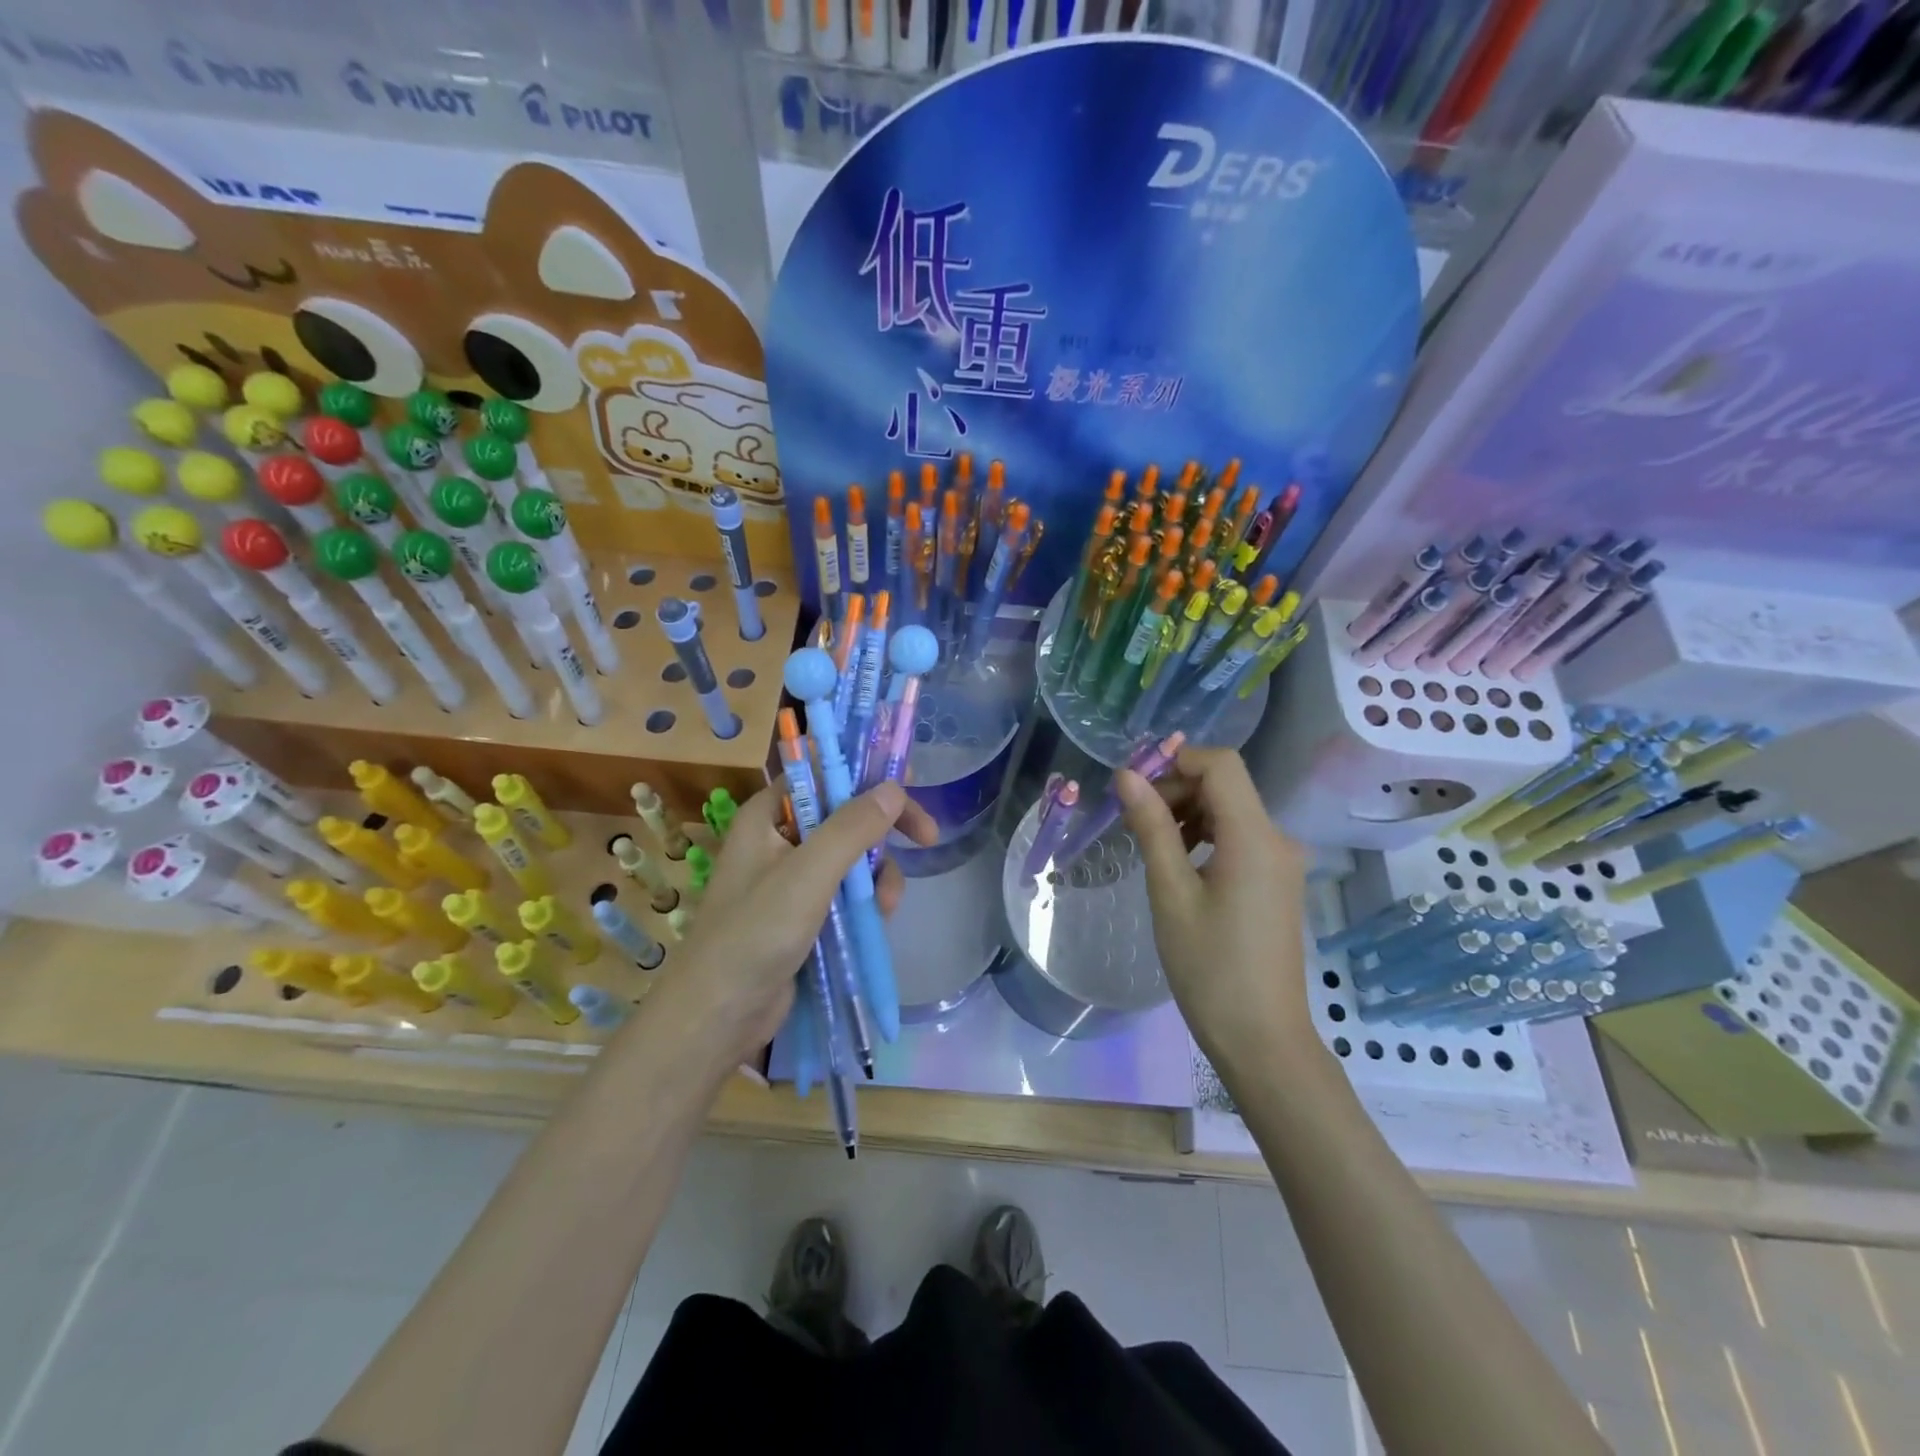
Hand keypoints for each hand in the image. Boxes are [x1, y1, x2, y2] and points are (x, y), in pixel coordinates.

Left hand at [660, 781, 936, 1065]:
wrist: (719, 1016)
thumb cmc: (755, 933)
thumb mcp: (808, 874)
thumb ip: (852, 828)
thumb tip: (894, 788)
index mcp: (766, 818)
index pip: (820, 776)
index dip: (863, 773)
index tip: (907, 781)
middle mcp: (778, 841)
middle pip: (844, 816)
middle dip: (883, 830)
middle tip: (927, 836)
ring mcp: (792, 881)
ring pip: (852, 857)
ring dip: (878, 874)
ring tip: (888, 904)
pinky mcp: (804, 915)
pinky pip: (846, 893)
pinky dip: (867, 901)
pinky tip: (878, 919)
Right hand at [1115, 747, 1314, 1066]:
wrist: (1261, 1038)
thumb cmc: (1209, 967)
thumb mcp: (1170, 893)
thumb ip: (1152, 827)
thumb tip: (1126, 776)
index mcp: (1255, 837)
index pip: (1221, 765)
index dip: (1176, 761)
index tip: (1133, 786)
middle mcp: (1278, 839)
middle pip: (1225, 786)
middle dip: (1176, 789)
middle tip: (1132, 820)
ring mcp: (1282, 863)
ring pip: (1231, 812)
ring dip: (1188, 814)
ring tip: (1150, 845)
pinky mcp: (1277, 883)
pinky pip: (1239, 839)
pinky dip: (1206, 837)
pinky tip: (1178, 865)